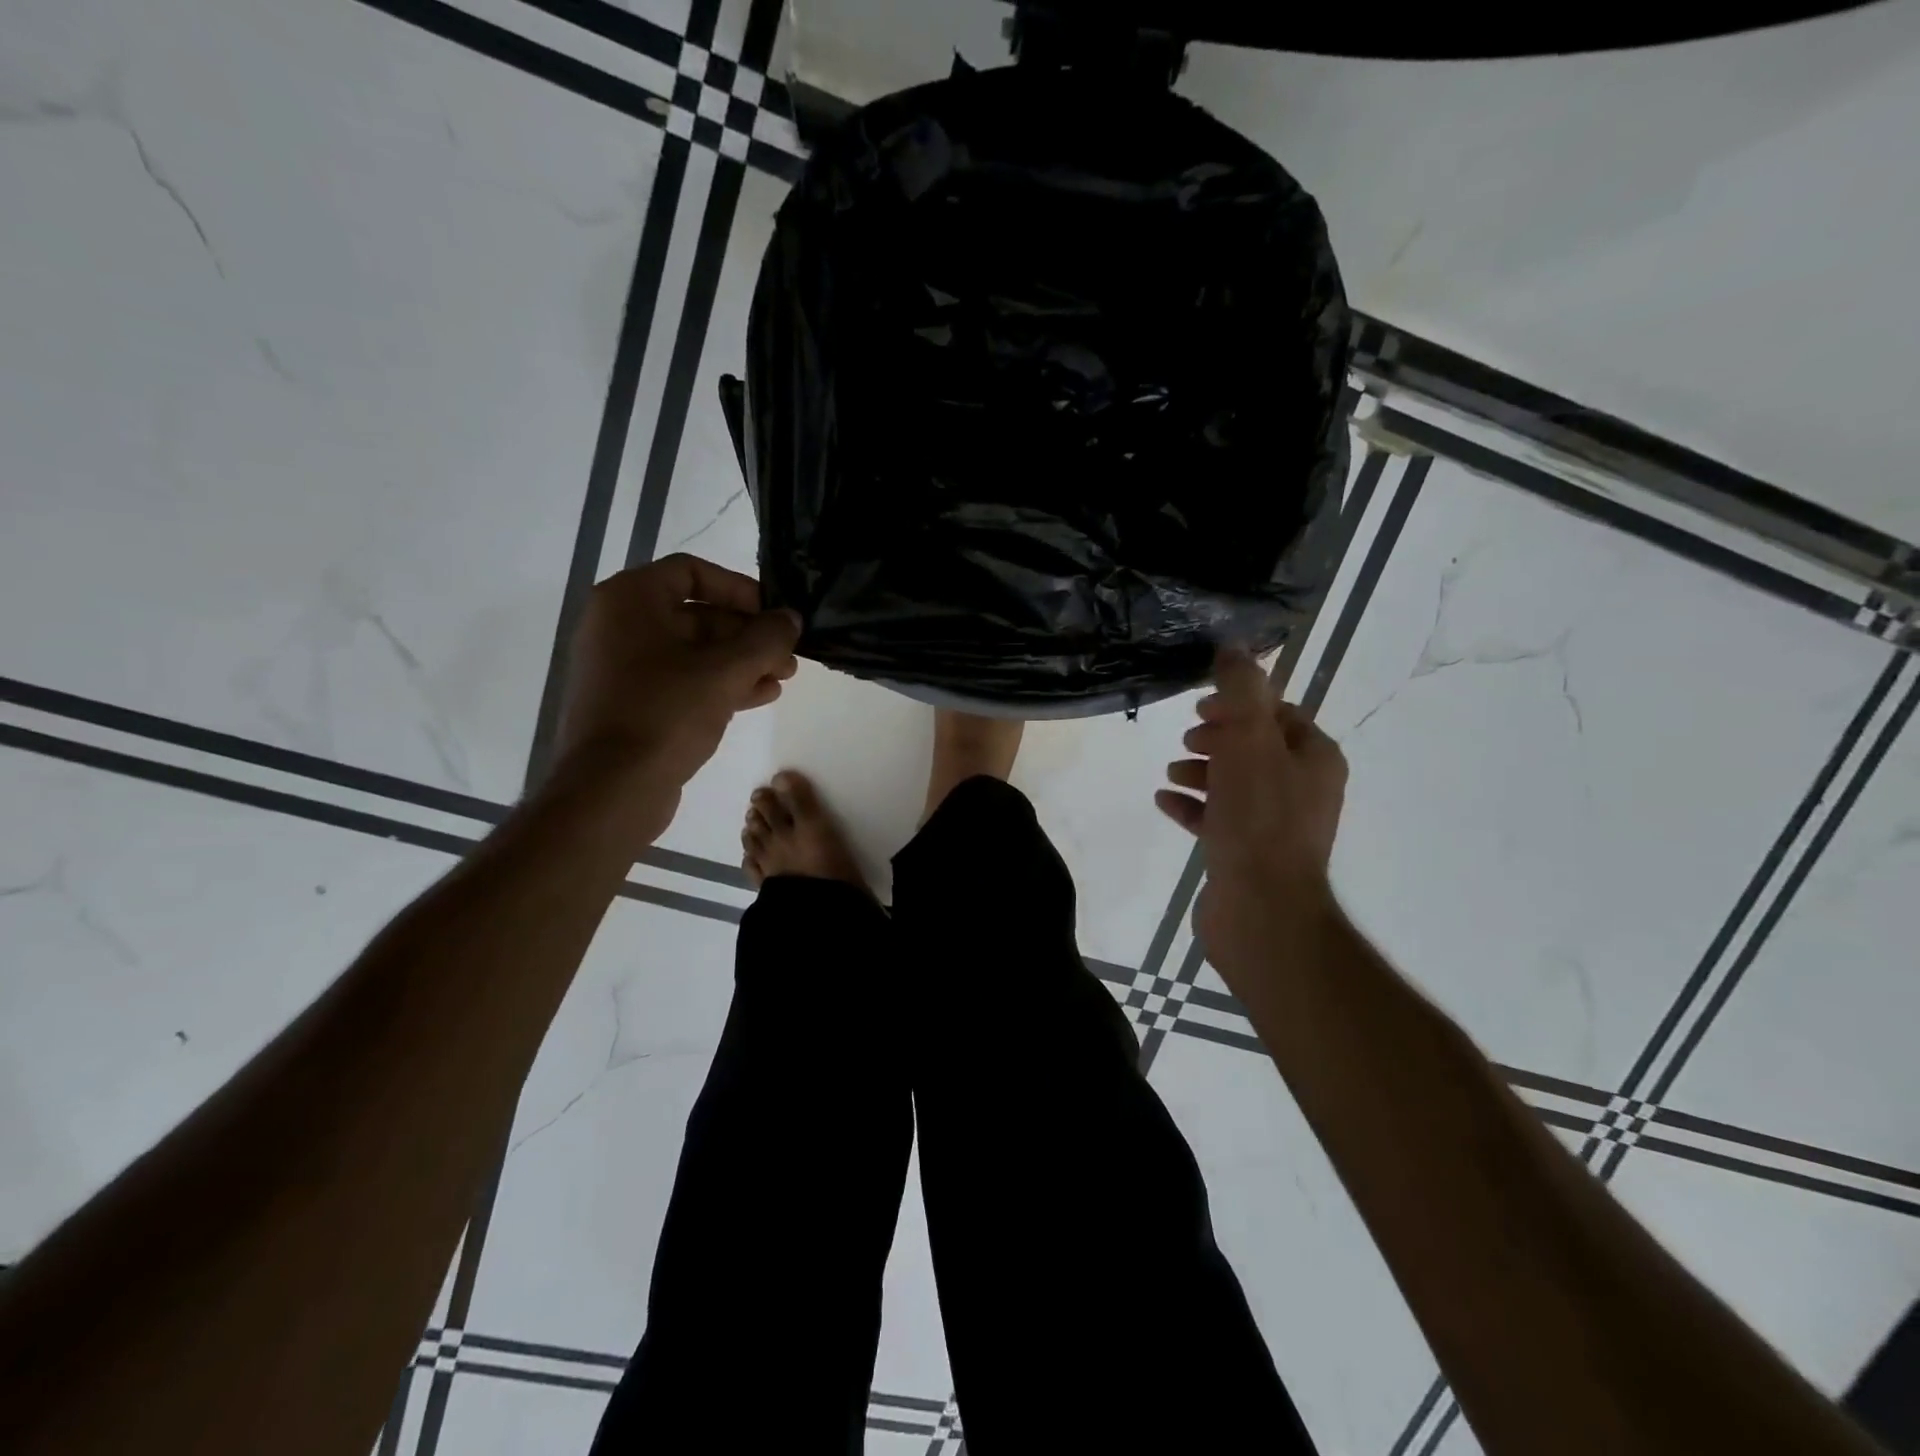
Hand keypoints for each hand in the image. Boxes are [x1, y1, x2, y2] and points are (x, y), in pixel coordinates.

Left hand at [553, 554, 799, 842]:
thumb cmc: (666, 713)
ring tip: (783, 677)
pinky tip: (759, 696)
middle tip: (788, 654)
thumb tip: (790, 618)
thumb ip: (766, 638)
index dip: (739, 589)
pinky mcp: (631, 702)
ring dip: (741, 661)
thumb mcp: (726, 670)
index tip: (773, 614)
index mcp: (630, 600)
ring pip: (694, 651)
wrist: (612, 788)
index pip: (692, 571)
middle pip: (697, 614)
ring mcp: (622, 666)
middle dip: (748, 634)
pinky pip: (681, 680)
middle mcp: (620, 625)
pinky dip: (719, 683)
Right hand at [1156, 646, 1347, 981]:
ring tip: (1172, 772)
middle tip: (1188, 738)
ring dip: (1201, 771)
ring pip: (1235, 783)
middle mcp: (1302, 789)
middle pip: (1254, 748)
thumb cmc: (1258, 819)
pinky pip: (1218, 819)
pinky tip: (1165, 801)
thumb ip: (1242, 692)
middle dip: (1218, 738)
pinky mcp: (1248, 854)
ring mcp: (1275, 826)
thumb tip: (1234, 647)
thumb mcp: (1248, 742)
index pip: (1278, 714)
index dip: (1240, 705)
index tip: (1203, 707)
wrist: (1260, 909)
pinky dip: (1193, 806)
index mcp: (1314, 759)